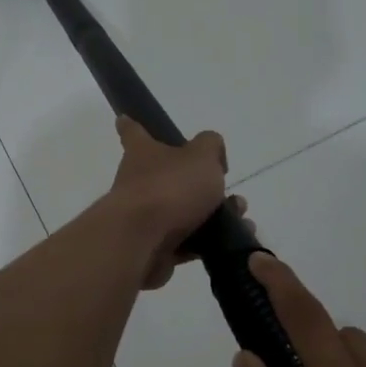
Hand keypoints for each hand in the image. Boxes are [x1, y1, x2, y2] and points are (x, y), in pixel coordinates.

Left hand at [106, 117, 233, 289]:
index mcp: (143, 153)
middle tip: (228, 189)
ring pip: (184, 211)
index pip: (133, 132)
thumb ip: (211, 146)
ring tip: (241, 216)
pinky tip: (235, 240)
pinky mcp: (155, 247)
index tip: (124, 119)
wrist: (142, 243)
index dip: (132, 125)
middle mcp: (139, 182)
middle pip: (169, 176)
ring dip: (215, 214)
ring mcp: (144, 217)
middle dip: (201, 183)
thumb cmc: (169, 188)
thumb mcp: (201, 156)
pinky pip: (188, 241)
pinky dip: (210, 241)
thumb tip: (212, 154)